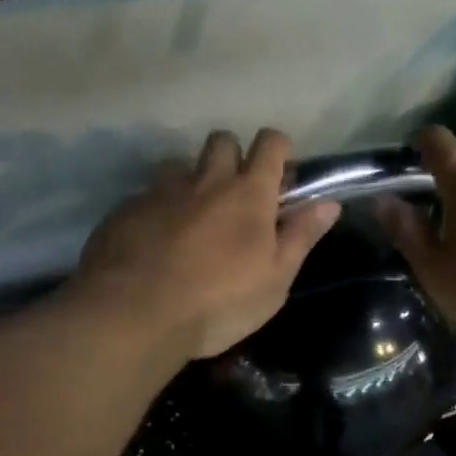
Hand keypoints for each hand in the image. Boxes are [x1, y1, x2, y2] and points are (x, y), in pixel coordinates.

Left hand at [76, 128, 340, 360]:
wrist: (134, 315)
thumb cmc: (219, 302)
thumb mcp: (275, 279)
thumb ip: (301, 236)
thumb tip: (329, 203)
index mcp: (248, 193)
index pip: (270, 143)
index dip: (278, 150)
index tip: (279, 174)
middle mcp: (205, 180)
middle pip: (222, 140)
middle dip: (232, 155)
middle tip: (234, 194)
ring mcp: (161, 191)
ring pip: (180, 165)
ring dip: (191, 180)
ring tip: (191, 216)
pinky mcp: (126, 209)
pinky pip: (147, 195)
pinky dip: (157, 209)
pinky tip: (154, 242)